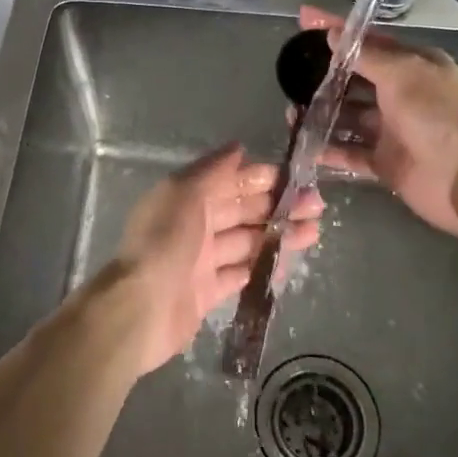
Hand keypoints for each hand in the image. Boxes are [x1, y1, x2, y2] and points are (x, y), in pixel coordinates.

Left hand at [98, 144, 321, 375]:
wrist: (141, 308)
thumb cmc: (166, 242)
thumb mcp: (186, 192)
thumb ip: (213, 170)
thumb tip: (239, 148)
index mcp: (186, 197)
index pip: (230, 182)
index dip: (261, 178)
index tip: (296, 178)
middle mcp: (193, 225)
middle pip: (241, 211)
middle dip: (278, 206)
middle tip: (316, 206)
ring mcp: (200, 260)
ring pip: (245, 242)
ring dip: (277, 235)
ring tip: (313, 232)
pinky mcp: (206, 293)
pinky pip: (239, 274)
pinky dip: (261, 267)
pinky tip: (287, 262)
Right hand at [298, 7, 457, 232]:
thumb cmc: (436, 114)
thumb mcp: (402, 73)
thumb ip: (365, 55)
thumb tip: (333, 34)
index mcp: (413, 66)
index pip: (368, 41)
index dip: (336, 29)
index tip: (304, 18)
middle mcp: (402, 95)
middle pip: (355, 80)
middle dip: (324, 77)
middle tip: (289, 75)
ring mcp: (392, 130)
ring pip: (348, 117)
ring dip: (322, 114)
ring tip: (291, 112)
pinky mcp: (384, 162)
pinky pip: (350, 152)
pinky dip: (329, 149)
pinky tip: (304, 145)